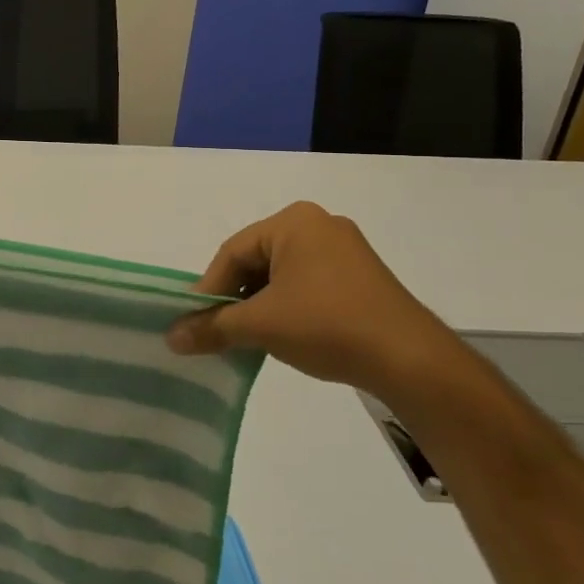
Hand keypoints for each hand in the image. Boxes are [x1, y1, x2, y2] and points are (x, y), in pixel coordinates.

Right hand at [165, 201, 466, 397]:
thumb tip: (171, 338)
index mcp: (294, 221)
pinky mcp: (360, 278)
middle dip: (234, 298)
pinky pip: (306, 286)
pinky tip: (281, 336)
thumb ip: (212, 326)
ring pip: (280, 276)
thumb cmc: (327, 325)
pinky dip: (286, 309)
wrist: (412, 361)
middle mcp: (319, 225)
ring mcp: (344, 251)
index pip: (232, 253)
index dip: (208, 290)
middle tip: (216, 331)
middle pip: (256, 262)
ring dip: (258, 306)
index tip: (193, 323)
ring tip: (246, 338)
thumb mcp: (260, 325)